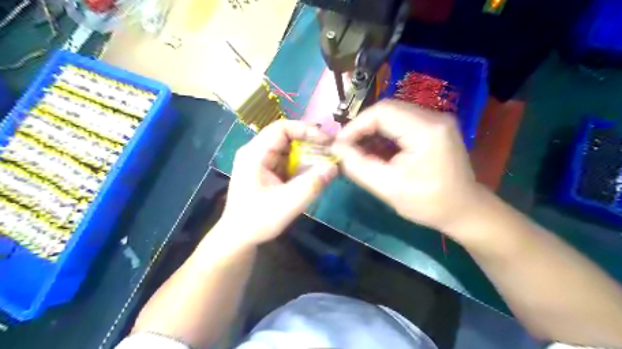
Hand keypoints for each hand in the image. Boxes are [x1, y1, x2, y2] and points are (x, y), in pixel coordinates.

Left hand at [217, 122, 337, 246]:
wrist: (239, 238)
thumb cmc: (258, 221)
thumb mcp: (287, 204)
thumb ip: (311, 184)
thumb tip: (333, 166)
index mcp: (254, 154)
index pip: (281, 128)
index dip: (305, 130)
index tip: (326, 140)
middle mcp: (256, 152)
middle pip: (286, 137)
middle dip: (310, 142)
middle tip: (331, 150)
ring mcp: (261, 162)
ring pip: (289, 149)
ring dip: (308, 154)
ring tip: (327, 161)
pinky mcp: (267, 171)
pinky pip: (287, 161)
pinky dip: (302, 164)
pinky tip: (315, 172)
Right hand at [332, 100, 482, 232]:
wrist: (464, 210)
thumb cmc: (429, 203)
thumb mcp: (388, 188)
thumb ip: (358, 167)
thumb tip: (337, 149)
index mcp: (426, 131)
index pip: (382, 112)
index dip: (356, 125)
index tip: (340, 144)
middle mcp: (434, 117)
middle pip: (387, 110)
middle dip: (362, 128)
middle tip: (347, 148)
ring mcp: (436, 120)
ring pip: (393, 115)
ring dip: (372, 131)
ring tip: (359, 151)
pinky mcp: (434, 127)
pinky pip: (402, 122)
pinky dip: (385, 134)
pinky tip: (376, 150)